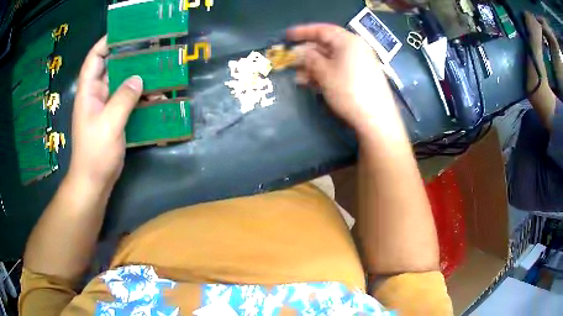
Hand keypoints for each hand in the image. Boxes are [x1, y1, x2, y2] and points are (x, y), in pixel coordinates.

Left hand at [68, 36, 142, 190]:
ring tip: (159, 73)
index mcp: (88, 92)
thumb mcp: (109, 124)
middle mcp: (96, 95)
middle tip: (151, 50)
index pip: (95, 58)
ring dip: (139, 79)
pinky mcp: (115, 119)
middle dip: (130, 58)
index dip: (107, 42)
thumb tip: (139, 78)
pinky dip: (141, 98)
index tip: (126, 32)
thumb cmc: (95, 153)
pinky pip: (129, 101)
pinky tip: (157, 99)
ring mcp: (106, 107)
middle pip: (112, 68)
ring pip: (123, 85)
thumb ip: (123, 98)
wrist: (94, 182)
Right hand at [287, 24, 399, 134]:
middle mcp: (356, 48)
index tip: (287, 36)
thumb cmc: (349, 91)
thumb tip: (301, 52)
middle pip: (327, 44)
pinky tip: (314, 82)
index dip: (303, 32)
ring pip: (332, 58)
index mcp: (348, 41)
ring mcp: (361, 62)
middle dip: (307, 53)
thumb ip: (310, 59)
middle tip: (291, 61)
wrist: (376, 118)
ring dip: (314, 66)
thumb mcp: (324, 73)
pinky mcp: (362, 75)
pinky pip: (340, 68)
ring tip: (299, 77)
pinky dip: (326, 72)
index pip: (322, 30)